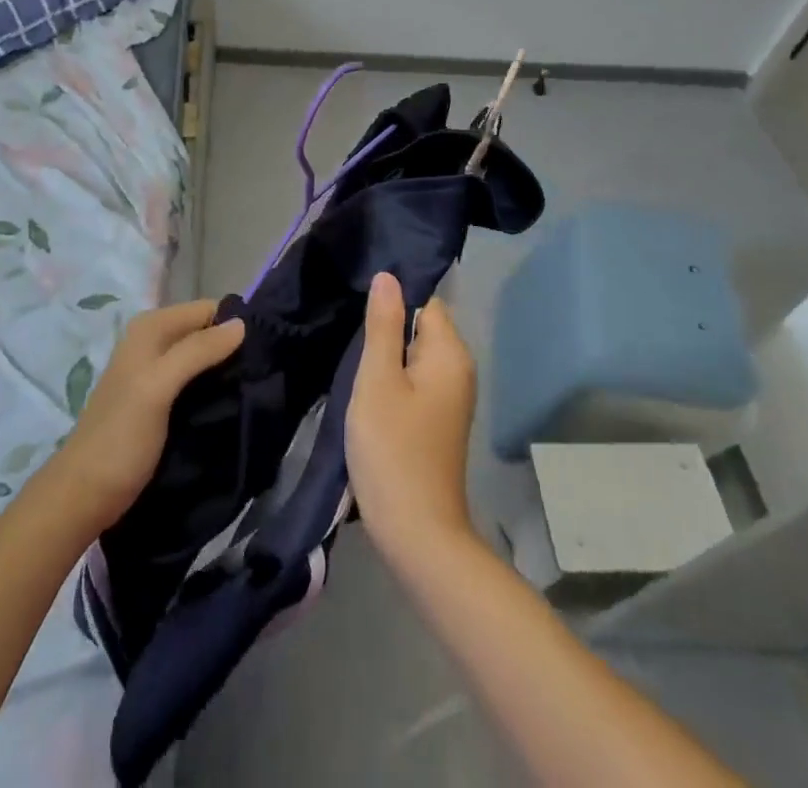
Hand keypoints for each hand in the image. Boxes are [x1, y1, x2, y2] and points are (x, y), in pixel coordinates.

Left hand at [52, 299, 244, 531]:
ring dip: (225, 371)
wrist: (84, 495)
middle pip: (205, 332)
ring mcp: (155, 371)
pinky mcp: (160, 400)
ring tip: (253, 390)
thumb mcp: (159, 387)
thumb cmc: (121, 437)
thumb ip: (197, 351)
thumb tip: (242, 323)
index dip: (234, 326)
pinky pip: (196, 380)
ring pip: (203, 357)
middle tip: (262, 374)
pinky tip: (230, 403)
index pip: (207, 309)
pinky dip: (213, 387)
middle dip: (232, 349)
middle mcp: (152, 341)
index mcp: (150, 328)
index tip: (264, 352)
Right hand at [347, 273, 478, 559]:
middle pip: (421, 327)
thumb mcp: (378, 380)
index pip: (425, 302)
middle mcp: (459, 370)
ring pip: (414, 356)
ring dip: (386, 356)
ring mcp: (451, 397)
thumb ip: (382, 325)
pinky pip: (415, 381)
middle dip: (387, 329)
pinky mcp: (438, 420)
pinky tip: (368, 391)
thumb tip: (388, 276)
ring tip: (353, 362)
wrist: (417, 533)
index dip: (392, 300)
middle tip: (348, 335)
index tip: (359, 308)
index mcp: (450, 354)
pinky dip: (393, 380)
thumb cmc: (393, 449)